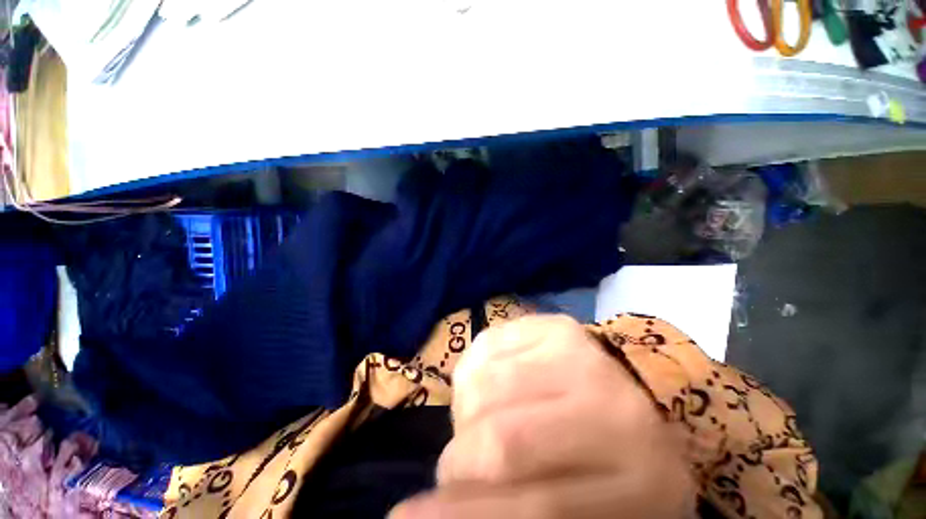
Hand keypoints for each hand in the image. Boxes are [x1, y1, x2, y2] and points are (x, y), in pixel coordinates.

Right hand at [390, 315, 695, 518]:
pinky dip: (473, 373)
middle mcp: (611, 406)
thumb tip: (434, 513)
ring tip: (480, 420)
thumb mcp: (581, 509)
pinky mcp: (554, 324)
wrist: (627, 394)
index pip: (537, 507)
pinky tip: (492, 384)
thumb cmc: (608, 464)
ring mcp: (580, 352)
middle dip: (459, 459)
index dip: (462, 516)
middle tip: (455, 466)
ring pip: (486, 384)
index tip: (404, 517)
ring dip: (466, 412)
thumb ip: (520, 511)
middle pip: (503, 438)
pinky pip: (486, 345)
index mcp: (639, 480)